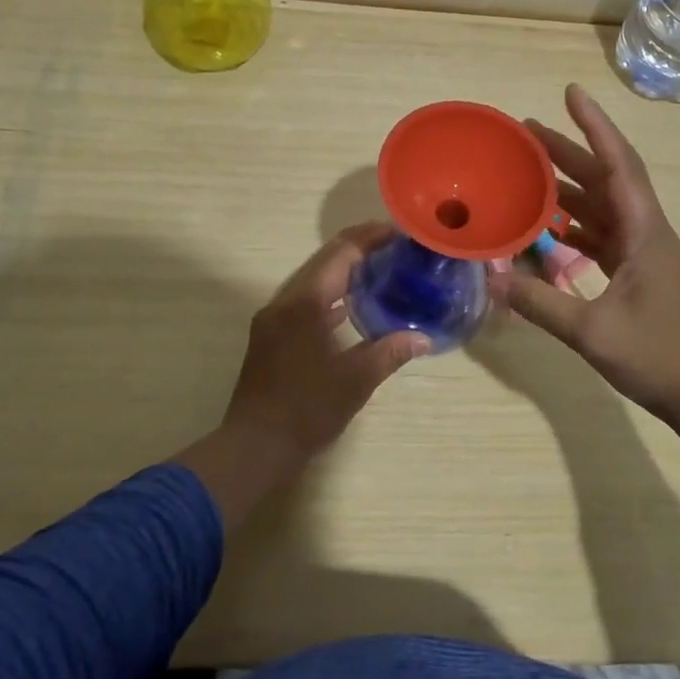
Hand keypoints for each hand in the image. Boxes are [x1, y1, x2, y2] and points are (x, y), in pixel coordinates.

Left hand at [225, 222, 429, 459]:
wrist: (254, 446)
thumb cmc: (306, 410)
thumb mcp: (355, 381)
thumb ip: (390, 352)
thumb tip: (425, 338)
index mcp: (304, 303)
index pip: (340, 254)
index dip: (369, 238)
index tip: (398, 232)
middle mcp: (285, 301)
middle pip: (324, 260)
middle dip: (357, 247)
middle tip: (393, 244)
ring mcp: (274, 318)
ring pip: (312, 279)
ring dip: (342, 270)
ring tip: (378, 268)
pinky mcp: (271, 335)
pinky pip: (304, 300)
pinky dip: (328, 294)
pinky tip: (350, 305)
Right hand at [492, 84, 679, 437]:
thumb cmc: (660, 357)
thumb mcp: (593, 332)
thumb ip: (541, 304)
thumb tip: (491, 278)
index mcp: (645, 231)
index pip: (619, 164)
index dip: (595, 126)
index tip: (571, 92)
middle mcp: (646, 232)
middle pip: (606, 178)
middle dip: (570, 151)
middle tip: (527, 132)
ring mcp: (643, 253)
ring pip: (603, 205)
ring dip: (570, 186)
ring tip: (530, 171)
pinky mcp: (637, 274)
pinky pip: (601, 234)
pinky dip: (574, 224)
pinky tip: (547, 227)